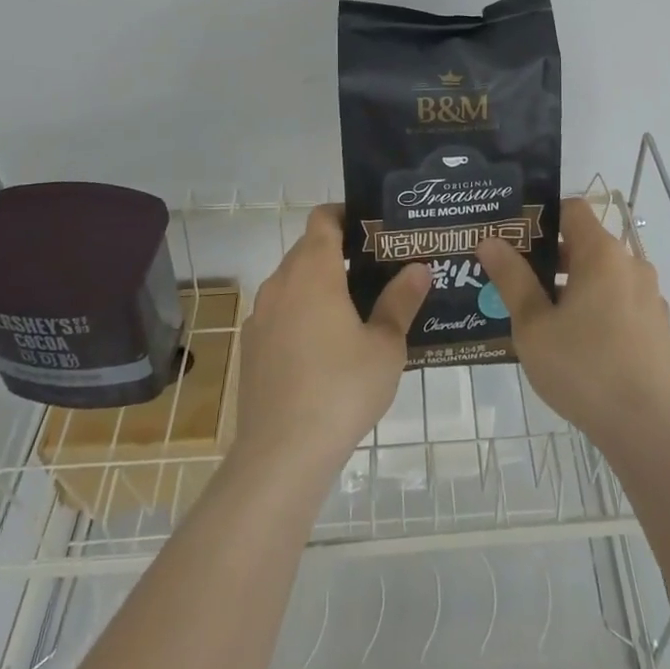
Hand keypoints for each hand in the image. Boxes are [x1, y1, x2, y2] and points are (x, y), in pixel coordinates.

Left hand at [232, 204, 429, 474]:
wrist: (282, 454)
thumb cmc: (342, 388)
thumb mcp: (386, 345)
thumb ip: (401, 301)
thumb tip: (419, 269)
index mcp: (314, 270)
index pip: (323, 219)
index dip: (345, 214)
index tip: (371, 228)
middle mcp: (281, 283)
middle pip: (307, 249)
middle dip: (338, 252)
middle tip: (375, 270)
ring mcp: (260, 316)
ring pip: (291, 283)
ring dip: (318, 286)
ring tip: (353, 310)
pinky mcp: (251, 347)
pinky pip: (279, 314)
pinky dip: (300, 315)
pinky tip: (322, 350)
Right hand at [477, 198, 669, 456]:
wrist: (651, 431)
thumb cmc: (584, 369)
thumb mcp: (534, 325)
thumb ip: (512, 278)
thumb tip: (490, 240)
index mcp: (602, 253)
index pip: (572, 209)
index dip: (541, 216)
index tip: (513, 237)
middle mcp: (631, 265)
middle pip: (586, 242)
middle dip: (550, 256)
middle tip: (515, 278)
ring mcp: (648, 297)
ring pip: (602, 275)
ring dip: (572, 285)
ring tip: (539, 314)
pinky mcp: (656, 327)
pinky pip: (618, 301)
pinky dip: (595, 307)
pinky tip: (573, 342)